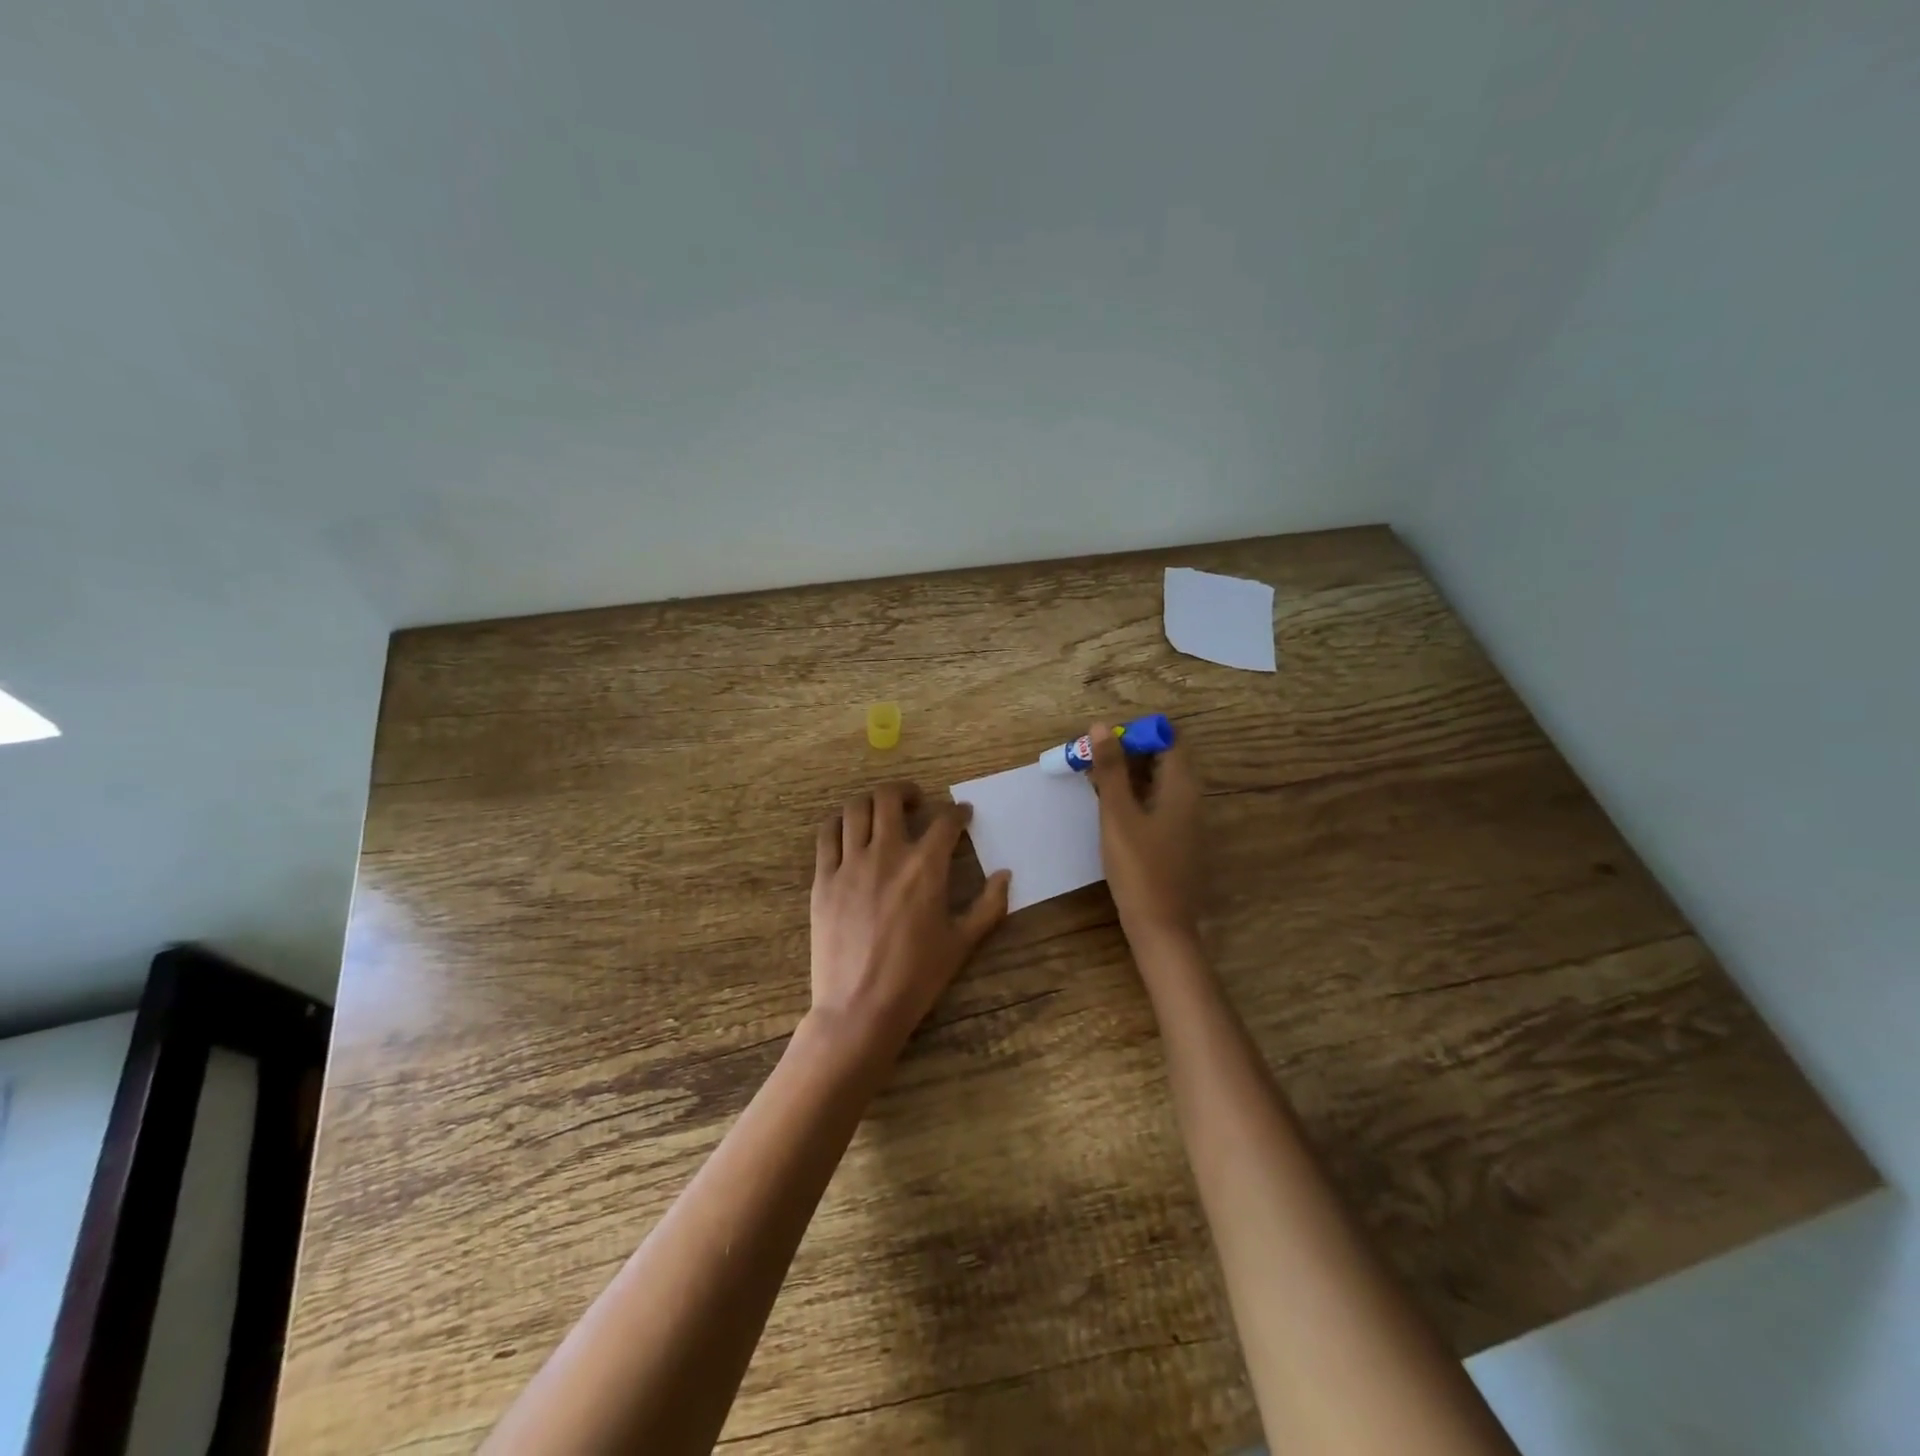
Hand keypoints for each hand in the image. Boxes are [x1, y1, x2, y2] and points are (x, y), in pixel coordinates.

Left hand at [809, 781, 1010, 1062]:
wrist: (860, 1007)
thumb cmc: (917, 977)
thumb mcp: (962, 943)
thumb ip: (989, 905)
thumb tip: (1006, 875)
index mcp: (925, 867)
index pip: (945, 821)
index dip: (958, 812)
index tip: (962, 814)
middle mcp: (886, 853)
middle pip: (891, 798)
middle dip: (908, 792)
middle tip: (916, 802)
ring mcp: (849, 863)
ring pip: (856, 808)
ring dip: (873, 801)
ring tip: (882, 812)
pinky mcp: (823, 878)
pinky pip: (827, 835)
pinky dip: (840, 823)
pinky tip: (849, 830)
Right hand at [1086, 721, 1203, 947]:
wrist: (1161, 927)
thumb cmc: (1139, 868)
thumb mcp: (1118, 815)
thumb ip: (1111, 770)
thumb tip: (1102, 726)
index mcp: (1182, 787)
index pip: (1169, 739)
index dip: (1138, 732)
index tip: (1105, 739)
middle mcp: (1190, 799)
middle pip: (1163, 759)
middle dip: (1128, 751)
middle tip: (1091, 757)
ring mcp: (1185, 821)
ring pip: (1157, 782)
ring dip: (1128, 775)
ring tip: (1093, 779)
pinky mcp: (1176, 840)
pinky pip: (1157, 803)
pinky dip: (1134, 796)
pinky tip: (1109, 809)